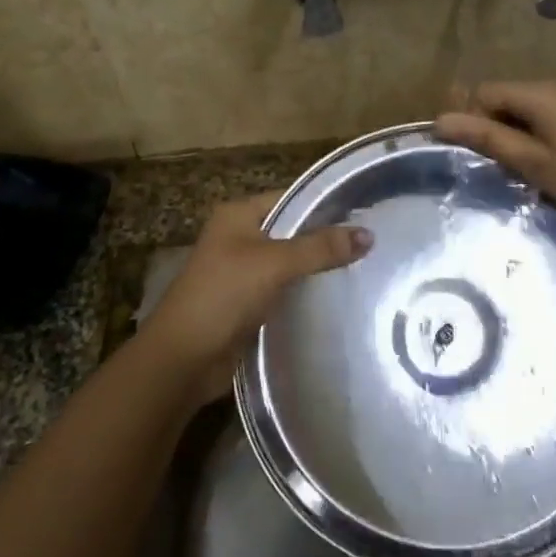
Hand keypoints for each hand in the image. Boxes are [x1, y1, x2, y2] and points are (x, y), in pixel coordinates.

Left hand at [141, 191, 371, 404]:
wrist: (183, 357)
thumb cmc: (223, 295)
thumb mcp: (274, 263)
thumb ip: (320, 248)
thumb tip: (369, 235)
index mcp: (238, 215)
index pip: (290, 198)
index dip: (325, 205)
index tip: (365, 214)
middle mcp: (239, 237)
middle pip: (292, 231)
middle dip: (326, 239)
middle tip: (372, 244)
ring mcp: (242, 272)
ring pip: (289, 263)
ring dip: (317, 269)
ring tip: (364, 269)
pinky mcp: (248, 304)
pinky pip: (284, 290)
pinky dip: (305, 293)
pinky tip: (337, 298)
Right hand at [435, 81, 555, 233]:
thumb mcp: (536, 163)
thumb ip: (489, 138)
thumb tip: (441, 120)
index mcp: (540, 94)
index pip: (484, 92)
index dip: (469, 119)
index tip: (469, 155)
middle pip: (506, 99)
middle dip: (492, 128)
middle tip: (492, 168)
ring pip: (529, 112)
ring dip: (516, 136)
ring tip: (518, 173)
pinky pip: (552, 120)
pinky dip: (539, 139)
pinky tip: (548, 169)